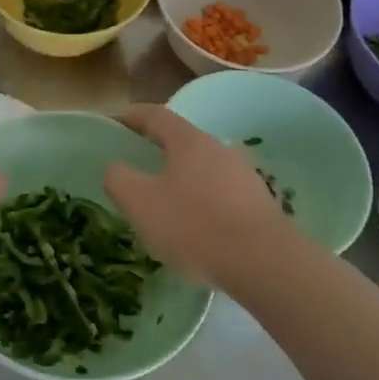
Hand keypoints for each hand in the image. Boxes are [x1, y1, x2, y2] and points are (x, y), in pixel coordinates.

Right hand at [104, 105, 290, 290]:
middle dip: (155, 150)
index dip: (130, 116)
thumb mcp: (141, 203)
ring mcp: (244, 177)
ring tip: (161, 204)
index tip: (111, 124)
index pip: (155, 114)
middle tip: (133, 168)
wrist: (266, 265)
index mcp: (189, 141)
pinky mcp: (259, 205)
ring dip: (179, 178)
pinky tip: (193, 228)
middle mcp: (219, 149)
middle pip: (180, 141)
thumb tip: (116, 168)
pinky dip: (200, 202)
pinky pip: (219, 194)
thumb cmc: (195, 226)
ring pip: (201, 169)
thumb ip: (119, 179)